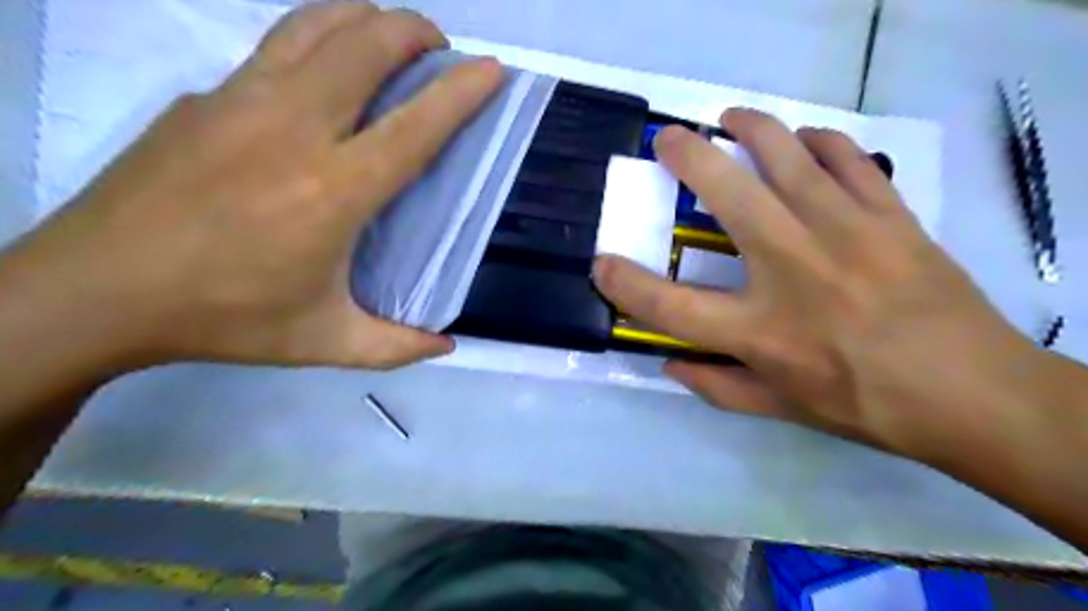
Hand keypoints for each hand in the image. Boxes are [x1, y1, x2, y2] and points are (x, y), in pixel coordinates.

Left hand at [10, 3, 500, 372]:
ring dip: (366, 19)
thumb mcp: (324, 343)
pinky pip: (277, 48)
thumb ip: (395, 346)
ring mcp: (241, 101)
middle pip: (366, 45)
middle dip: (414, 31)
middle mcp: (294, 129)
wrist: (96, 291)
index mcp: (334, 191)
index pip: (415, 125)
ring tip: (389, 38)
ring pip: (317, 26)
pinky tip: (325, 74)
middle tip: (439, 49)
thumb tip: (446, 345)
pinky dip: (318, 40)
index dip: (461, 92)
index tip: (492, 70)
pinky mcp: (205, 97)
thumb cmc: (225, 318)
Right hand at [591, 111, 1038, 462]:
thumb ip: (716, 387)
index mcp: (759, 329)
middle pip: (725, 196)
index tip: (601, 264)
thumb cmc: (865, 403)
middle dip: (686, 157)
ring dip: (751, 128)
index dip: (625, 285)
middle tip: (668, 139)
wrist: (971, 391)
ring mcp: (844, 232)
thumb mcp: (780, 407)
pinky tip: (804, 142)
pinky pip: (847, 157)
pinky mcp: (888, 214)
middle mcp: (792, 269)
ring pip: (787, 155)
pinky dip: (819, 140)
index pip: (670, 306)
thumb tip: (669, 364)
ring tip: (730, 121)